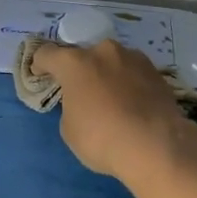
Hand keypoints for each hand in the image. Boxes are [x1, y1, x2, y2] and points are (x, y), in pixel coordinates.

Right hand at [29, 40, 196, 180]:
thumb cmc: (102, 138)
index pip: (47, 53)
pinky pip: (133, 74)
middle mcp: (103, 52)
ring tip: (111, 99)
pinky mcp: (156, 72)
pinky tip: (132, 105)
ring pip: (112, 62)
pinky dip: (128, 84)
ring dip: (107, 74)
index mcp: (75, 63)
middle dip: (80, 70)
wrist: (156, 145)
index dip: (40, 64)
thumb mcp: (70, 129)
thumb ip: (71, 106)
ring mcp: (133, 58)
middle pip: (84, 55)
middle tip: (81, 91)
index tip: (40, 75)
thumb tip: (83, 102)